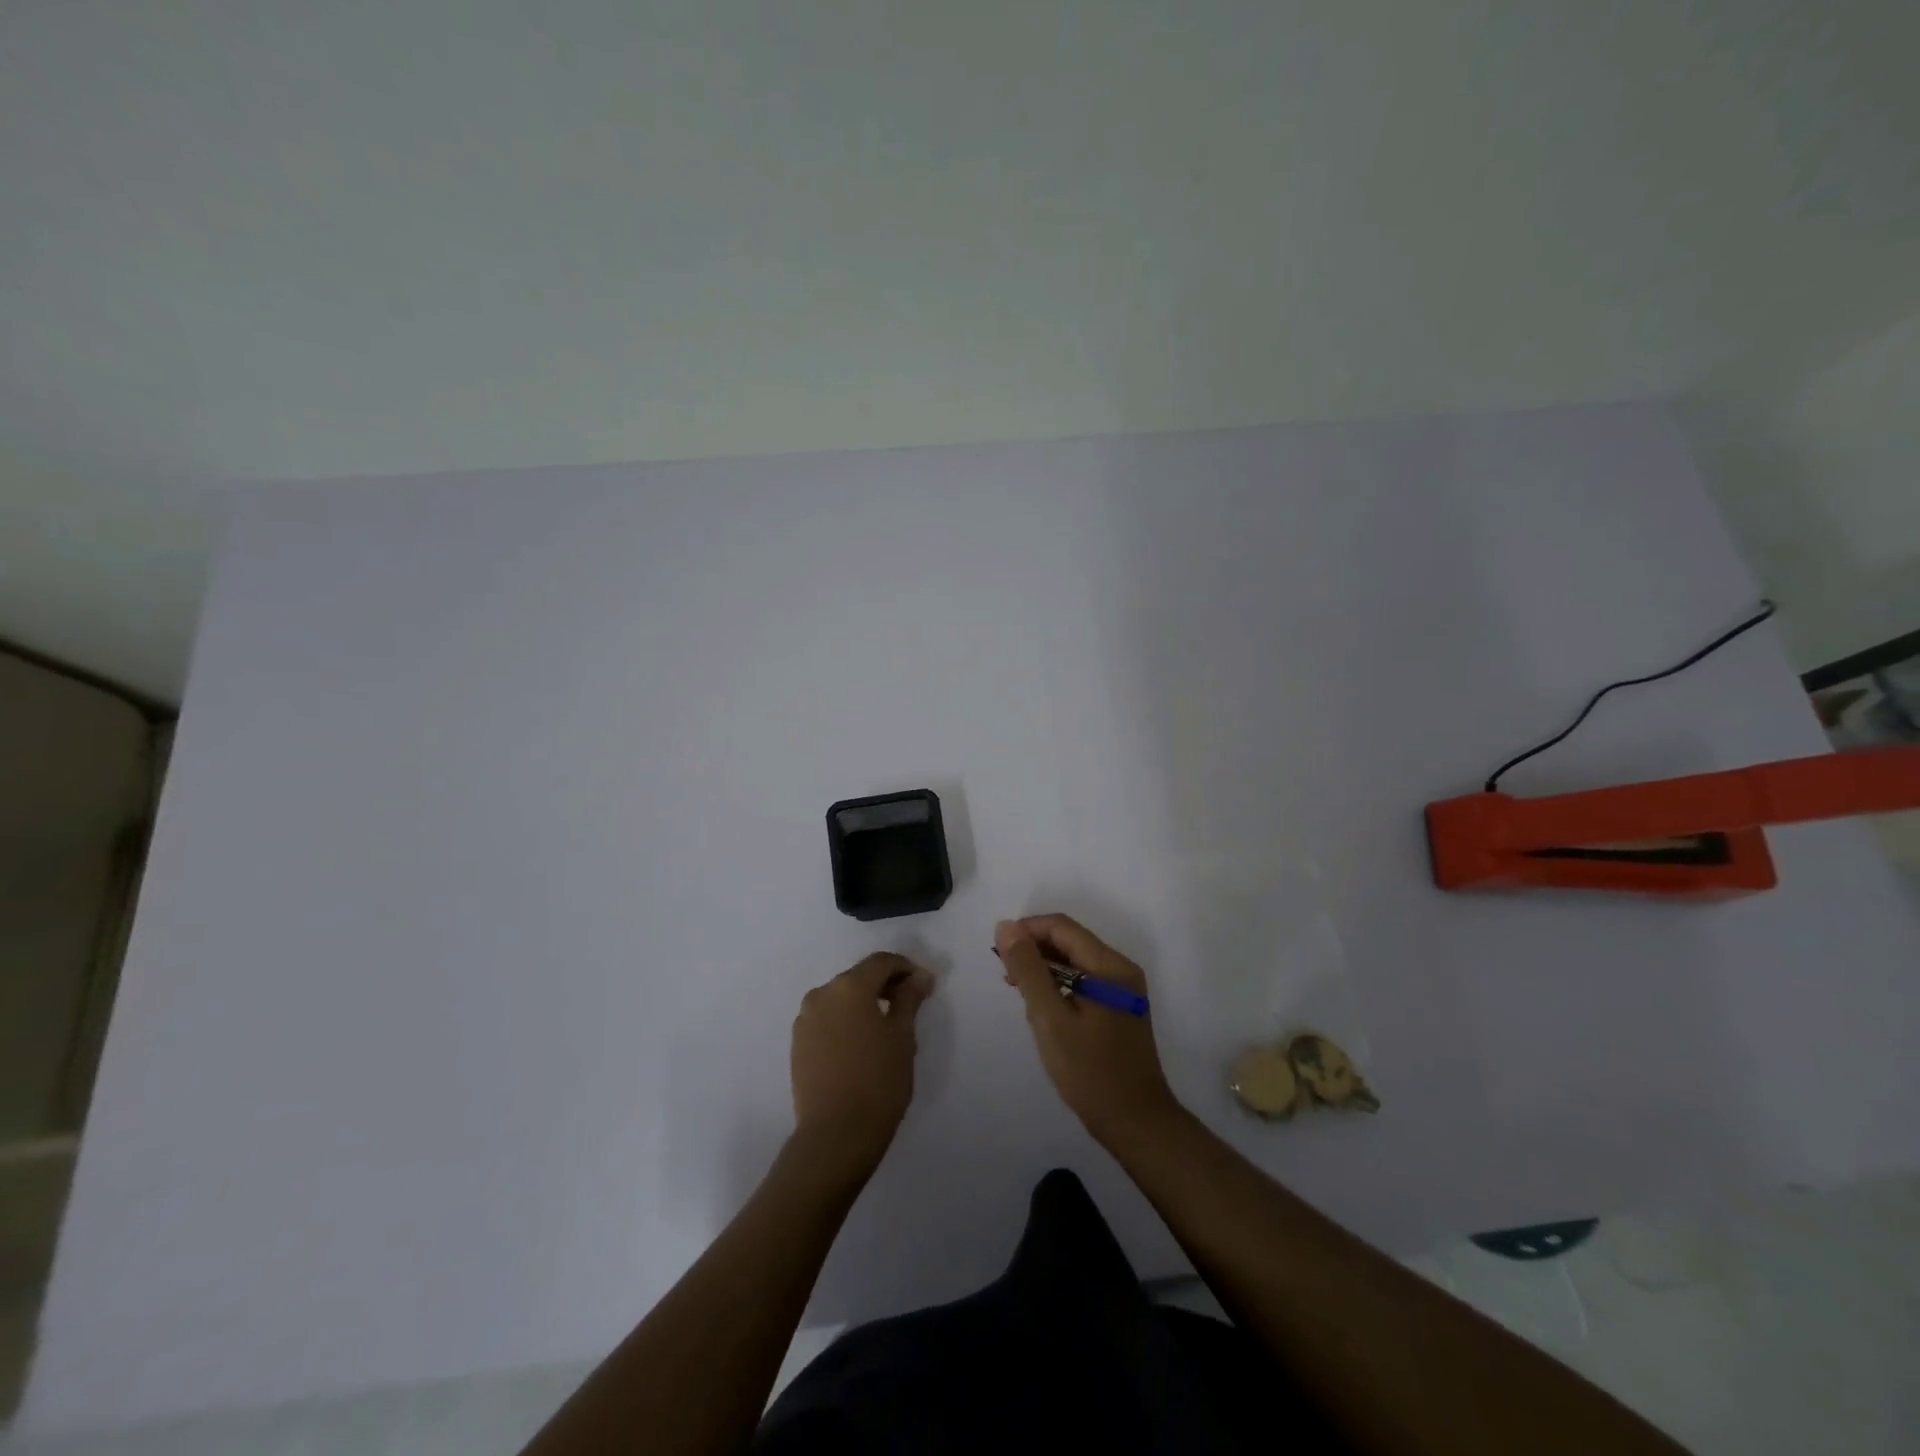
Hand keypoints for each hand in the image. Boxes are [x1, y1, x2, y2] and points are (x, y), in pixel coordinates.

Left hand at [790, 952, 933, 1173]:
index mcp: (849, 986)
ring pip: (842, 998)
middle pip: (859, 977)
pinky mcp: (798, 1044)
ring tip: (887, 1029)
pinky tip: (862, 1045)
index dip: (907, 968)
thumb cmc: (878, 1081)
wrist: (835, 1135)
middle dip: (886, 985)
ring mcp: (805, 1019)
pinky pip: (828, 1019)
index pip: (882, 962)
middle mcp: (822, 994)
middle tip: (910, 1006)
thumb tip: (919, 976)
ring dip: (865, 1004)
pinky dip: (847, 1021)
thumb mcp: (903, 1036)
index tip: (925, 986)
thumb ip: (910, 998)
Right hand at [996, 915, 1179, 1144]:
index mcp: (1109, 965)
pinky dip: (1059, 985)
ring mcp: (1122, 989)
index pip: (1061, 927)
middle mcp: (1120, 969)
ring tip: (1019, 993)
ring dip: (1044, 969)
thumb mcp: (1050, 1019)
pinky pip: (1083, 981)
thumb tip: (1006, 927)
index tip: (998, 953)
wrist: (1136, 1123)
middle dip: (1034, 950)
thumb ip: (1028, 970)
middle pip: (1069, 941)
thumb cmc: (1090, 1072)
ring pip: (1075, 961)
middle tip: (1006, 977)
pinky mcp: (1118, 1008)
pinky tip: (1042, 1008)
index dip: (1026, 931)